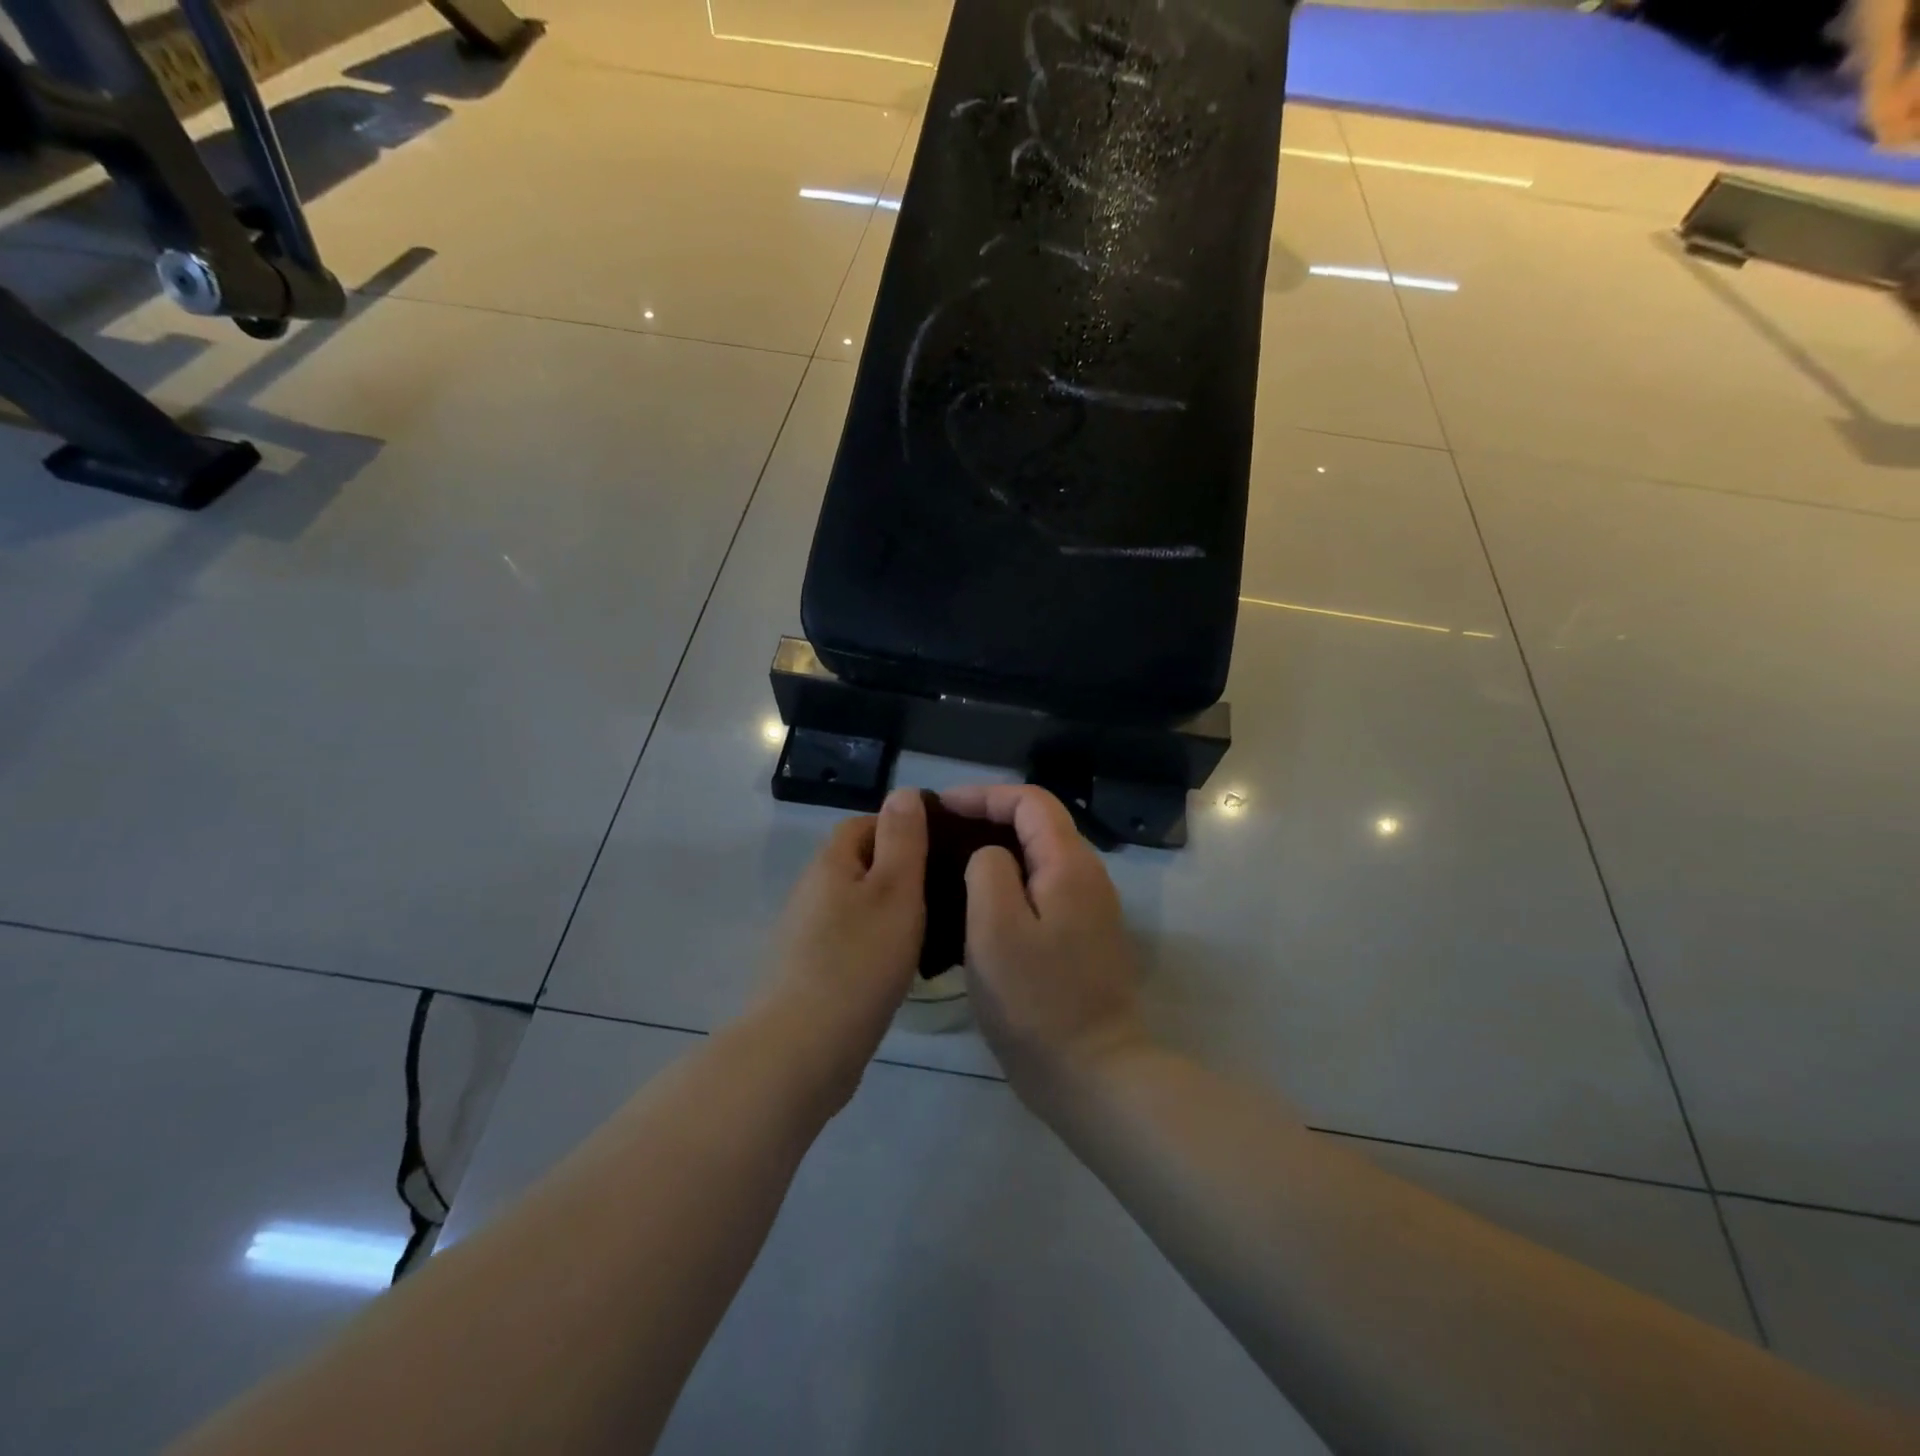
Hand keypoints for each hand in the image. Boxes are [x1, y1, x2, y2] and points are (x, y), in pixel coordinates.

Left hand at [765, 788, 928, 1099]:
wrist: (803, 1049)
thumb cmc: (859, 960)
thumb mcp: (895, 890)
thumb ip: (903, 839)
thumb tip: (904, 792)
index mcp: (830, 864)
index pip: (865, 824)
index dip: (902, 828)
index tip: (940, 849)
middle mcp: (811, 892)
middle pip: (859, 865)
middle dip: (899, 871)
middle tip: (943, 890)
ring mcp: (806, 935)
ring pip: (856, 906)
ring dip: (889, 910)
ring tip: (932, 928)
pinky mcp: (810, 973)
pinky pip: (851, 941)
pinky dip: (876, 943)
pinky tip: (901, 966)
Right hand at [940, 784, 1152, 1105]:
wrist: (1092, 1072)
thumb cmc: (1036, 1001)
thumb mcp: (994, 929)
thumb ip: (988, 871)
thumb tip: (988, 855)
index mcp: (1069, 864)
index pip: (1030, 801)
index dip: (984, 795)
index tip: (941, 808)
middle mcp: (1086, 876)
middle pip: (1037, 825)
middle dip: (988, 818)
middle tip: (940, 834)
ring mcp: (1088, 908)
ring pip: (1038, 858)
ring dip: (997, 850)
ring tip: (950, 864)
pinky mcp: (1081, 937)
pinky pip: (1042, 889)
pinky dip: (1009, 882)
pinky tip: (976, 905)